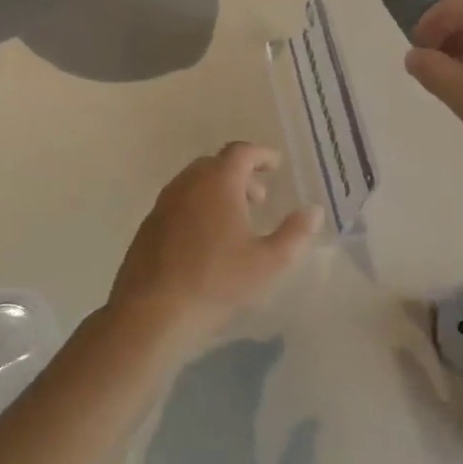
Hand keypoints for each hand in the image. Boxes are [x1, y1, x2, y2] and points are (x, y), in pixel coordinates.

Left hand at [108, 144, 321, 347]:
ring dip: (217, 190)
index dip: (261, 155)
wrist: (152, 311)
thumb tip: (313, 210)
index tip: (276, 165)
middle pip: (216, 164)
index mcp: (218, 183)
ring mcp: (164, 203)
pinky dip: (198, 206)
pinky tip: (206, 238)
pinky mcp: (149, 225)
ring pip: (194, 183)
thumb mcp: (268, 262)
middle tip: (259, 198)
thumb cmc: (217, 282)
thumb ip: (295, 233)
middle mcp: (188, 184)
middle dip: (240, 174)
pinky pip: (179, 202)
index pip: (241, 153)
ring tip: (235, 219)